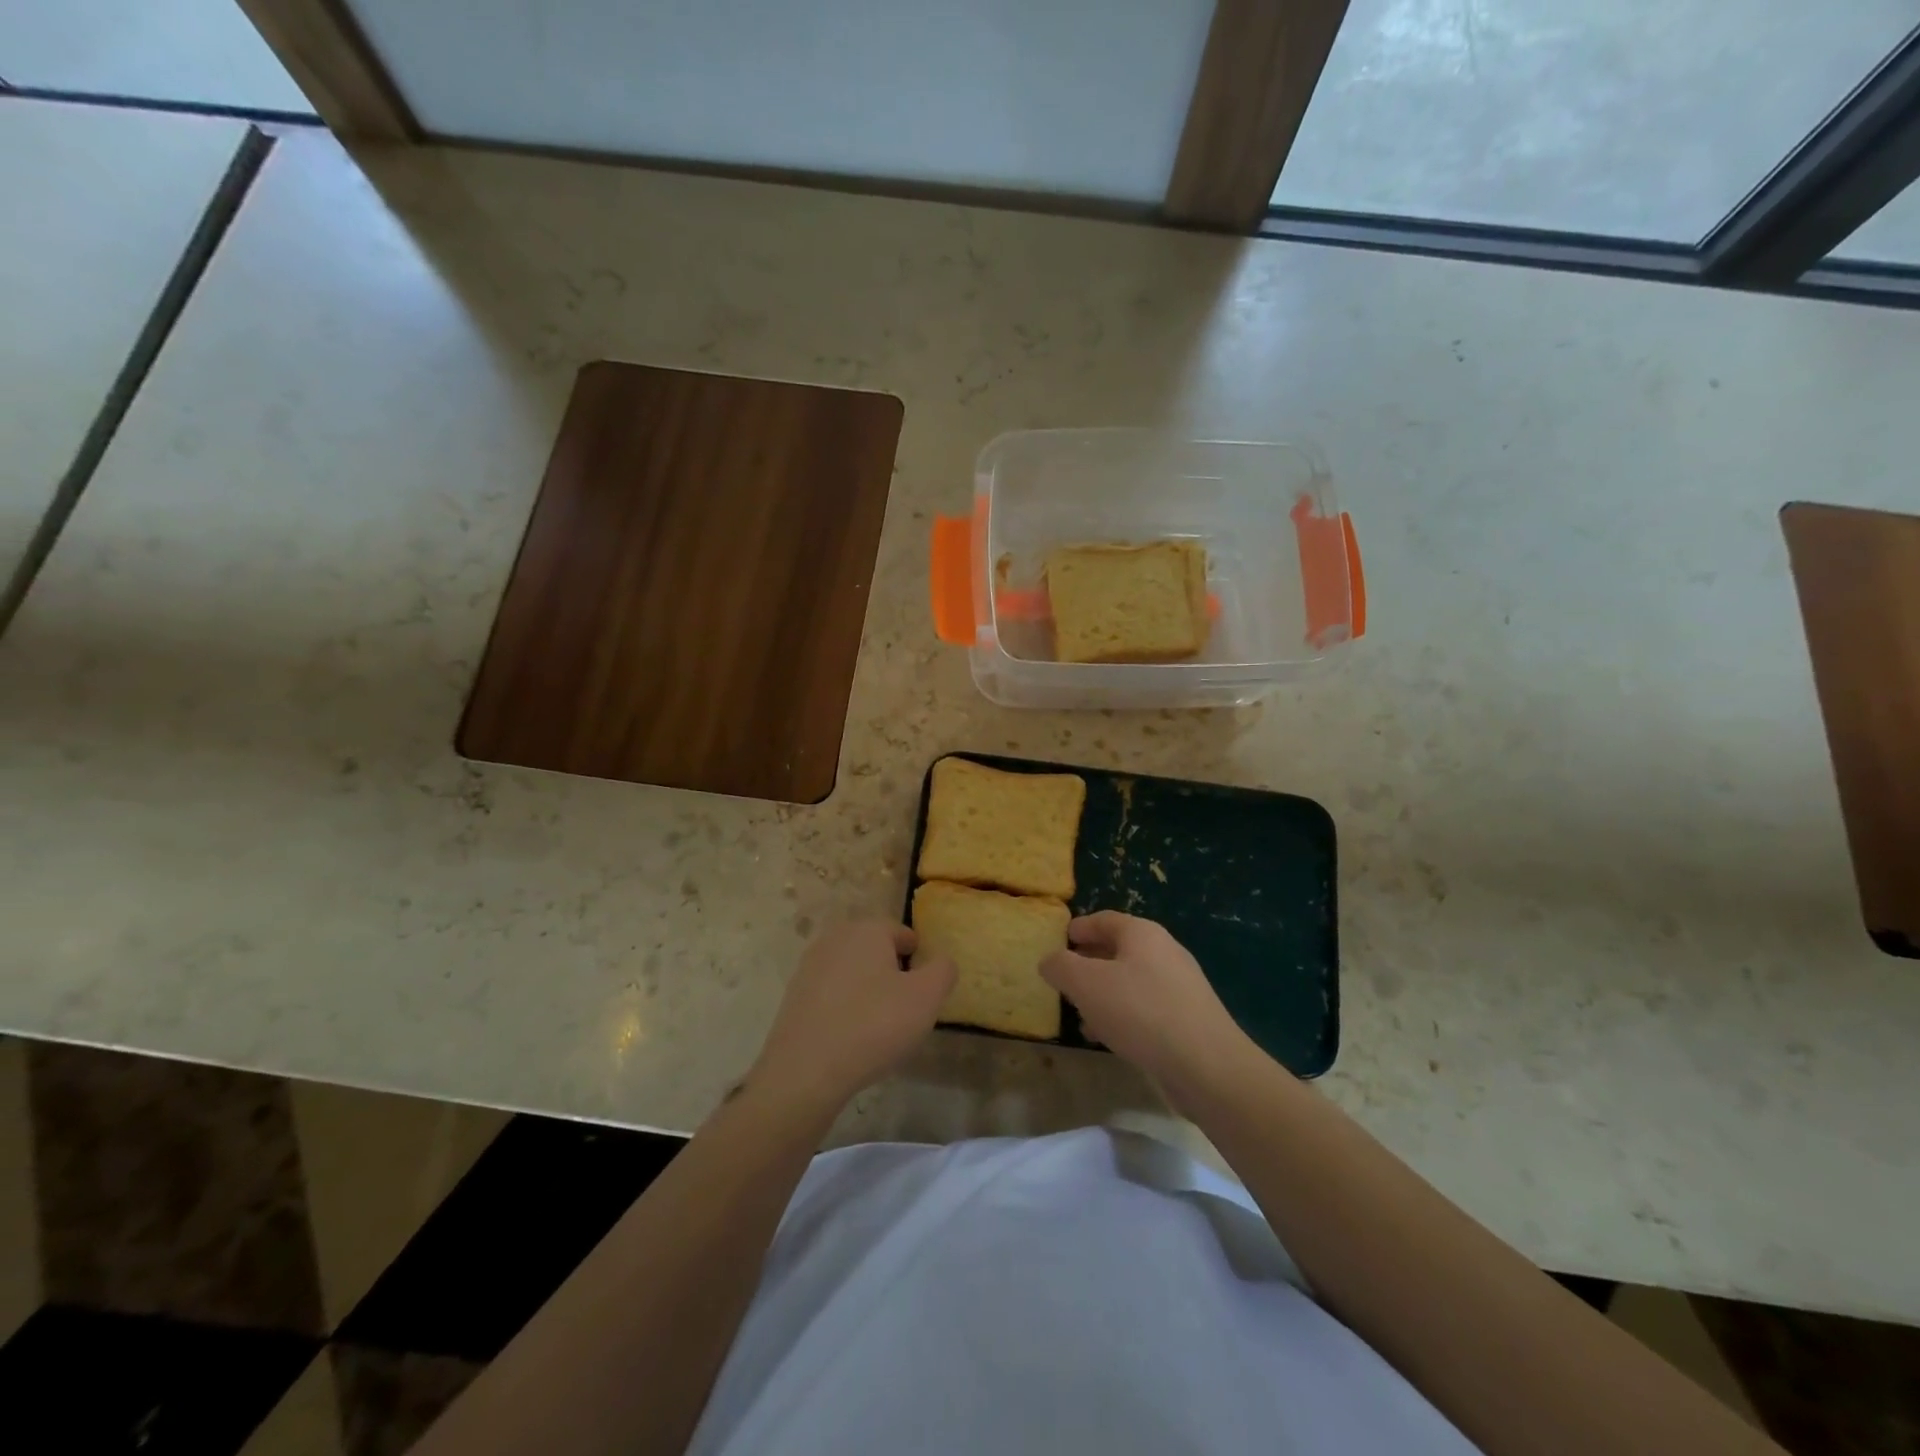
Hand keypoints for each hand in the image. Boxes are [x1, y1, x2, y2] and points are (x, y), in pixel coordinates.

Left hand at [749, 921, 955, 1113]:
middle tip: (905, 1009)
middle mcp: (835, 938)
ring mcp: (809, 966)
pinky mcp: (794, 996)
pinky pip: (832, 994)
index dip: (919, 960)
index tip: (924, 991)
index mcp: (867, 930)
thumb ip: (943, 971)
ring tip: (880, 1027)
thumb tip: (942, 961)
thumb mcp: (926, 998)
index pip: (903, 933)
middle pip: (876, 950)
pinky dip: (845, 1008)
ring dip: (868, 991)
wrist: (805, 1072)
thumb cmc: (874, 1025)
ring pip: (853, 972)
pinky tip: (852, 1037)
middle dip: (893, 973)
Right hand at [1041, 912, 1255, 1106]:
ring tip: (1080, 1012)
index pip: (1104, 919)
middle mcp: (1164, 951)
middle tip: (1065, 977)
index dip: (1079, 927)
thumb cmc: (1140, 1012)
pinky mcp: (1188, 1018)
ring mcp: (1180, 986)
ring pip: (1131, 980)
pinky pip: (1146, 1007)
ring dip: (1104, 992)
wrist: (1207, 1066)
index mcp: (1142, 933)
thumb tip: (1049, 960)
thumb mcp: (1086, 984)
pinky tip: (1108, 1037)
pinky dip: (1123, 1014)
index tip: (1059, 940)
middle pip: (1119, 949)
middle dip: (1089, 962)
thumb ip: (1061, 967)